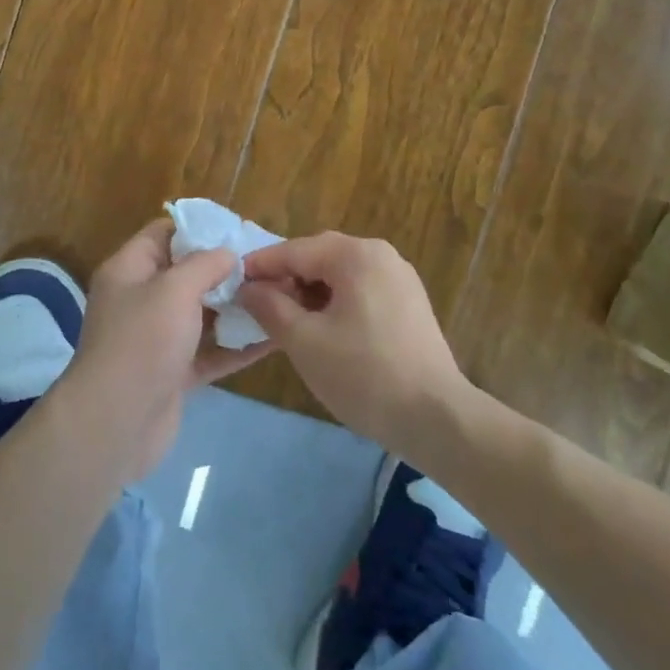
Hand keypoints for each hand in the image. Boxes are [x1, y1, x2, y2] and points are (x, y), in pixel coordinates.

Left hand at [56, 219, 276, 479]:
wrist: (115, 423)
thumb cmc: (142, 342)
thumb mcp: (174, 290)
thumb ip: (204, 265)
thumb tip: (227, 253)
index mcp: (129, 269)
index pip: (163, 234)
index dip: (199, 228)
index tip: (238, 230)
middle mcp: (141, 299)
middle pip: (186, 274)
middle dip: (225, 269)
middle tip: (268, 265)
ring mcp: (157, 338)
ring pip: (200, 314)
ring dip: (235, 307)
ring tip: (279, 296)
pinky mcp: (173, 373)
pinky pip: (209, 351)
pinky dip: (236, 345)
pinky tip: (274, 337)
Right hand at [236, 232, 468, 453]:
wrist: (437, 419)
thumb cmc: (364, 375)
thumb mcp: (304, 341)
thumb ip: (269, 307)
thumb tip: (247, 288)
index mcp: (355, 255)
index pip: (294, 250)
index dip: (259, 267)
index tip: (231, 284)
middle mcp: (380, 254)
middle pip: (318, 257)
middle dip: (285, 278)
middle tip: (257, 304)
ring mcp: (399, 278)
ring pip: (339, 274)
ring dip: (309, 291)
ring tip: (285, 320)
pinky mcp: (409, 303)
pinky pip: (360, 289)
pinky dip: (335, 302)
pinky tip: (321, 329)